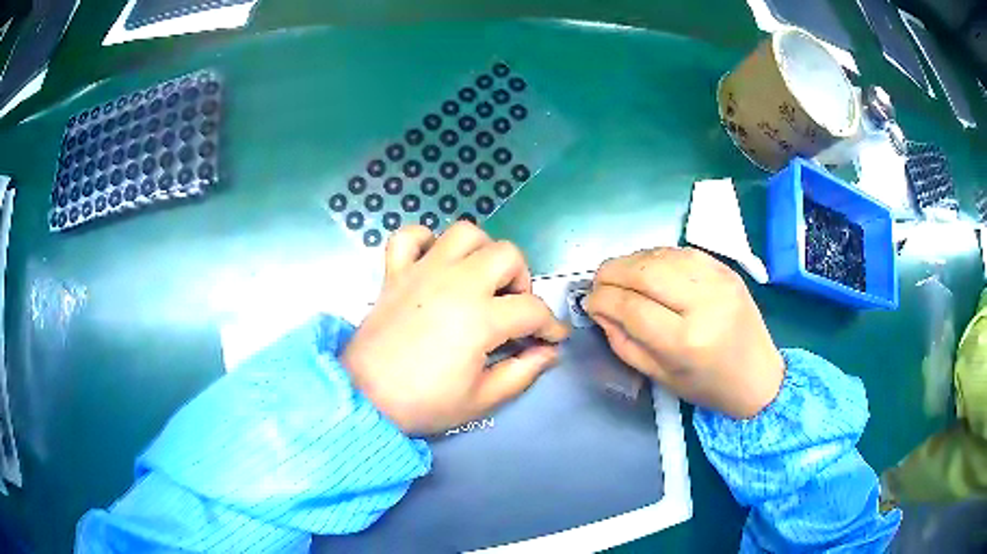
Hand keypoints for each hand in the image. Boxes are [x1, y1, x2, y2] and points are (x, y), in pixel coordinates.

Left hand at [342, 223, 569, 435]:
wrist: (364, 398)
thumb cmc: (424, 403)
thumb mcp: (481, 399)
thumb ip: (522, 373)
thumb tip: (549, 353)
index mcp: (480, 317)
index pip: (532, 310)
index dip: (551, 325)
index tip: (552, 338)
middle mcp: (455, 283)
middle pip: (507, 255)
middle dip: (521, 280)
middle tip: (512, 309)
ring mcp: (422, 272)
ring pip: (464, 232)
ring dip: (481, 251)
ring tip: (479, 280)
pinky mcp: (395, 272)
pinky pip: (409, 236)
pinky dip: (425, 240)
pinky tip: (433, 262)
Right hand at [583, 247, 783, 418]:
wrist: (758, 376)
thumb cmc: (708, 387)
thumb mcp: (659, 377)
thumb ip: (624, 342)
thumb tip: (599, 310)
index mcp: (686, 341)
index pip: (631, 307)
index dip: (602, 300)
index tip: (588, 302)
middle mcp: (704, 303)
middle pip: (644, 272)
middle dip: (611, 273)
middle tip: (597, 283)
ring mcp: (718, 280)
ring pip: (661, 255)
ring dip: (631, 261)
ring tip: (618, 275)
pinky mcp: (726, 268)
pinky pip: (681, 251)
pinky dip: (656, 256)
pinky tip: (646, 269)